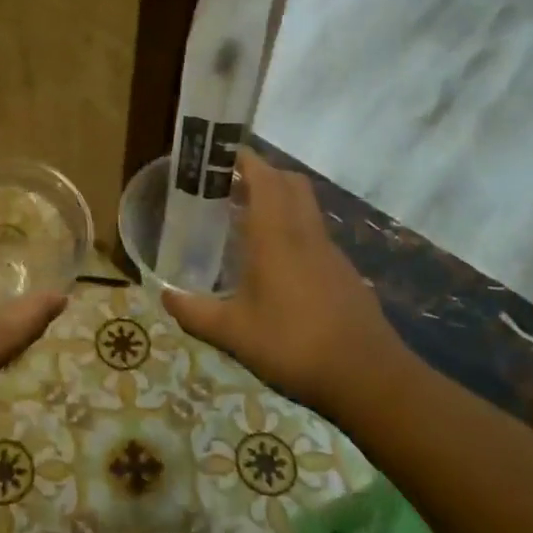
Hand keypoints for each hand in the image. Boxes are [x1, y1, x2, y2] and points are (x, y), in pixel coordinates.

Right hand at [162, 150, 407, 418]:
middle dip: (262, 174)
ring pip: (305, 206)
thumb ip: (195, 312)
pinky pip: (313, 233)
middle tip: (229, 186)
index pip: (264, 178)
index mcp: (277, 236)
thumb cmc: (293, 345)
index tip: (220, 154)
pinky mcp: (343, 272)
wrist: (368, 377)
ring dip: (279, 200)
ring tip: (245, 219)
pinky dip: (292, 228)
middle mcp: (305, 233)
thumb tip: (164, 295)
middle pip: (290, 183)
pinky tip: (274, 262)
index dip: (244, 159)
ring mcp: (329, 252)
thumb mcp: (233, 333)